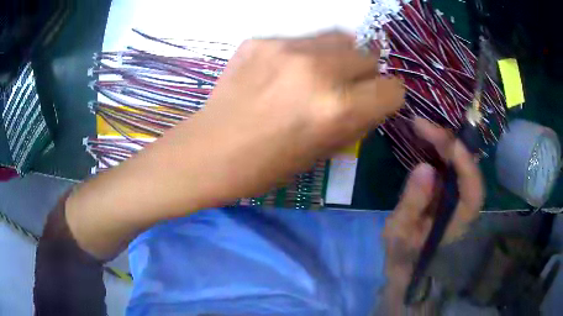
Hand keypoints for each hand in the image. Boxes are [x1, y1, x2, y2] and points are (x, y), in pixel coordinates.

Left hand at [171, 32, 404, 202]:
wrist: (209, 152)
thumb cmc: (266, 166)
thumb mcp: (322, 152)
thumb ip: (356, 121)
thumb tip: (372, 99)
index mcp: (337, 109)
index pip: (392, 90)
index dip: (387, 97)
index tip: (375, 101)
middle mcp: (318, 71)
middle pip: (369, 55)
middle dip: (365, 74)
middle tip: (346, 87)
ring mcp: (286, 49)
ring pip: (340, 38)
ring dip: (339, 56)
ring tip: (318, 74)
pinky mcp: (261, 41)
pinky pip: (302, 40)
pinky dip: (304, 54)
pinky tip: (282, 73)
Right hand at [382, 118, 483, 293]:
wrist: (404, 259)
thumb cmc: (403, 251)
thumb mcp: (400, 232)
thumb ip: (412, 204)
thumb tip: (424, 167)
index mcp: (459, 220)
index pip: (473, 190)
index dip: (465, 164)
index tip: (446, 142)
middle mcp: (464, 202)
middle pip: (467, 167)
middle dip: (449, 143)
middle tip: (422, 125)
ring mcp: (456, 192)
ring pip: (459, 161)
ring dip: (444, 141)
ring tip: (421, 126)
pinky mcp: (447, 186)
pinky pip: (449, 162)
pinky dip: (439, 147)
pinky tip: (425, 136)